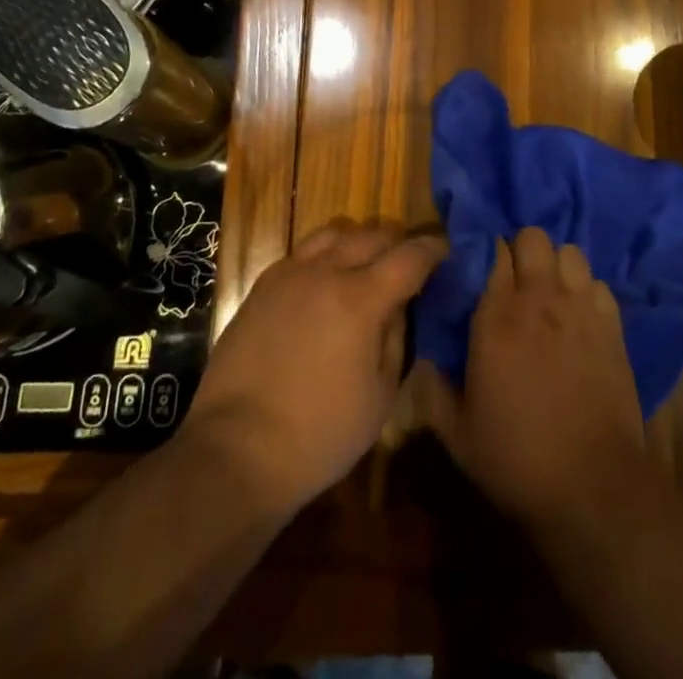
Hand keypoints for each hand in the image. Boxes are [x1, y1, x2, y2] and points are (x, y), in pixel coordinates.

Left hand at [184, 218, 445, 515]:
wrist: (237, 450)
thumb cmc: (320, 434)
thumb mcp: (380, 396)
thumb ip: (395, 338)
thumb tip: (397, 306)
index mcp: (361, 298)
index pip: (410, 256)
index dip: (433, 250)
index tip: (445, 251)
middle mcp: (326, 272)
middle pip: (373, 234)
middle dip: (398, 242)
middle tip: (408, 262)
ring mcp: (290, 274)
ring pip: (335, 232)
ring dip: (359, 241)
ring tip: (365, 264)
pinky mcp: (262, 286)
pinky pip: (303, 252)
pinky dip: (324, 255)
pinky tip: (325, 282)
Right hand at [422, 228, 649, 531]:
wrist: (592, 488)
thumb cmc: (516, 459)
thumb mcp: (457, 433)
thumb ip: (433, 387)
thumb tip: (425, 357)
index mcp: (497, 316)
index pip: (493, 250)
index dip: (487, 254)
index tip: (481, 272)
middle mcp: (540, 299)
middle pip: (534, 237)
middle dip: (522, 250)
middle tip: (515, 281)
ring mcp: (581, 308)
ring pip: (570, 252)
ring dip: (556, 266)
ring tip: (550, 294)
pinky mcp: (613, 326)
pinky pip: (598, 284)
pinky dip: (586, 292)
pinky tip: (579, 318)